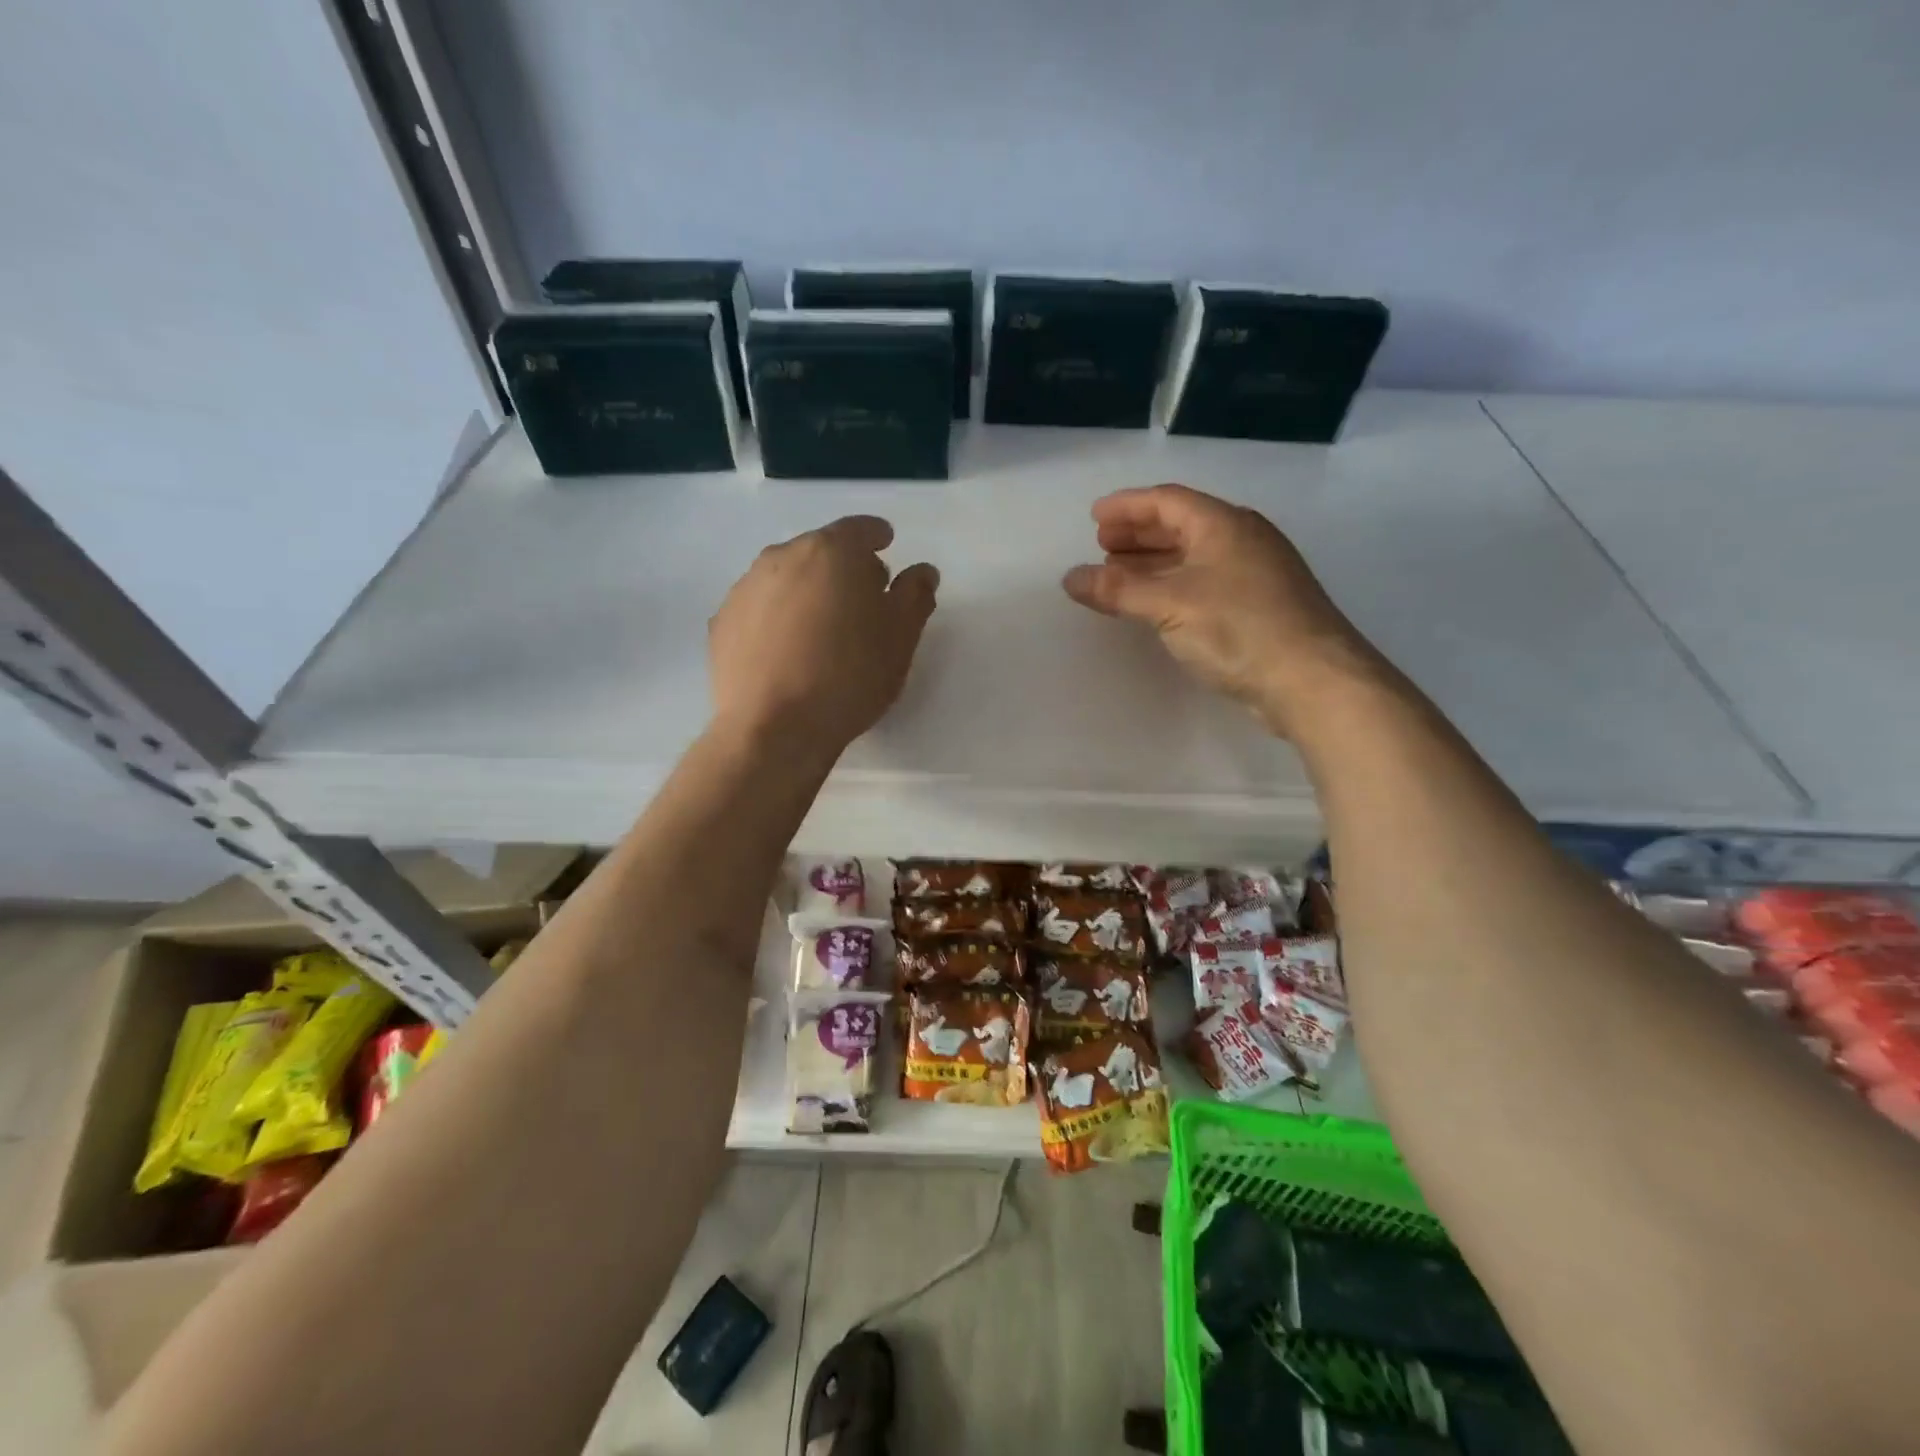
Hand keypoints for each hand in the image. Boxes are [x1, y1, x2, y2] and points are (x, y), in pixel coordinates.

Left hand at [710, 515, 937, 756]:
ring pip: (787, 577)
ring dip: (808, 591)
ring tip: (823, 629)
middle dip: (844, 567)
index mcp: (831, 552)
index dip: (877, 536)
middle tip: (863, 598)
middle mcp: (782, 557)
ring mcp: (746, 588)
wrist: (774, 728)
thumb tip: (922, 572)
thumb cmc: (849, 676)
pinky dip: (778, 617)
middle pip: (821, 550)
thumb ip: (915, 595)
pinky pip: (761, 608)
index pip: (860, 529)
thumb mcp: (900, 638)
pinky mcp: (722, 622)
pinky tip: (788, 651)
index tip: (887, 547)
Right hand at [1062, 483, 1389, 740]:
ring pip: (1193, 556)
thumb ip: (1117, 589)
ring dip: (1153, 562)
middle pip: (1181, 525)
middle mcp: (1241, 540)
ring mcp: (1254, 574)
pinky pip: (1204, 582)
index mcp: (1223, 524)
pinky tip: (1156, 604)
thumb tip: (1070, 578)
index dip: (1127, 506)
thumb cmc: (1238, 628)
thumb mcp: (1169, 604)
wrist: (1311, 679)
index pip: (1167, 501)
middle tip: (1102, 545)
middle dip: (1138, 534)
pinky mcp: (1258, 607)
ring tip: (1118, 575)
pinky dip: (1172, 586)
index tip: (1094, 516)